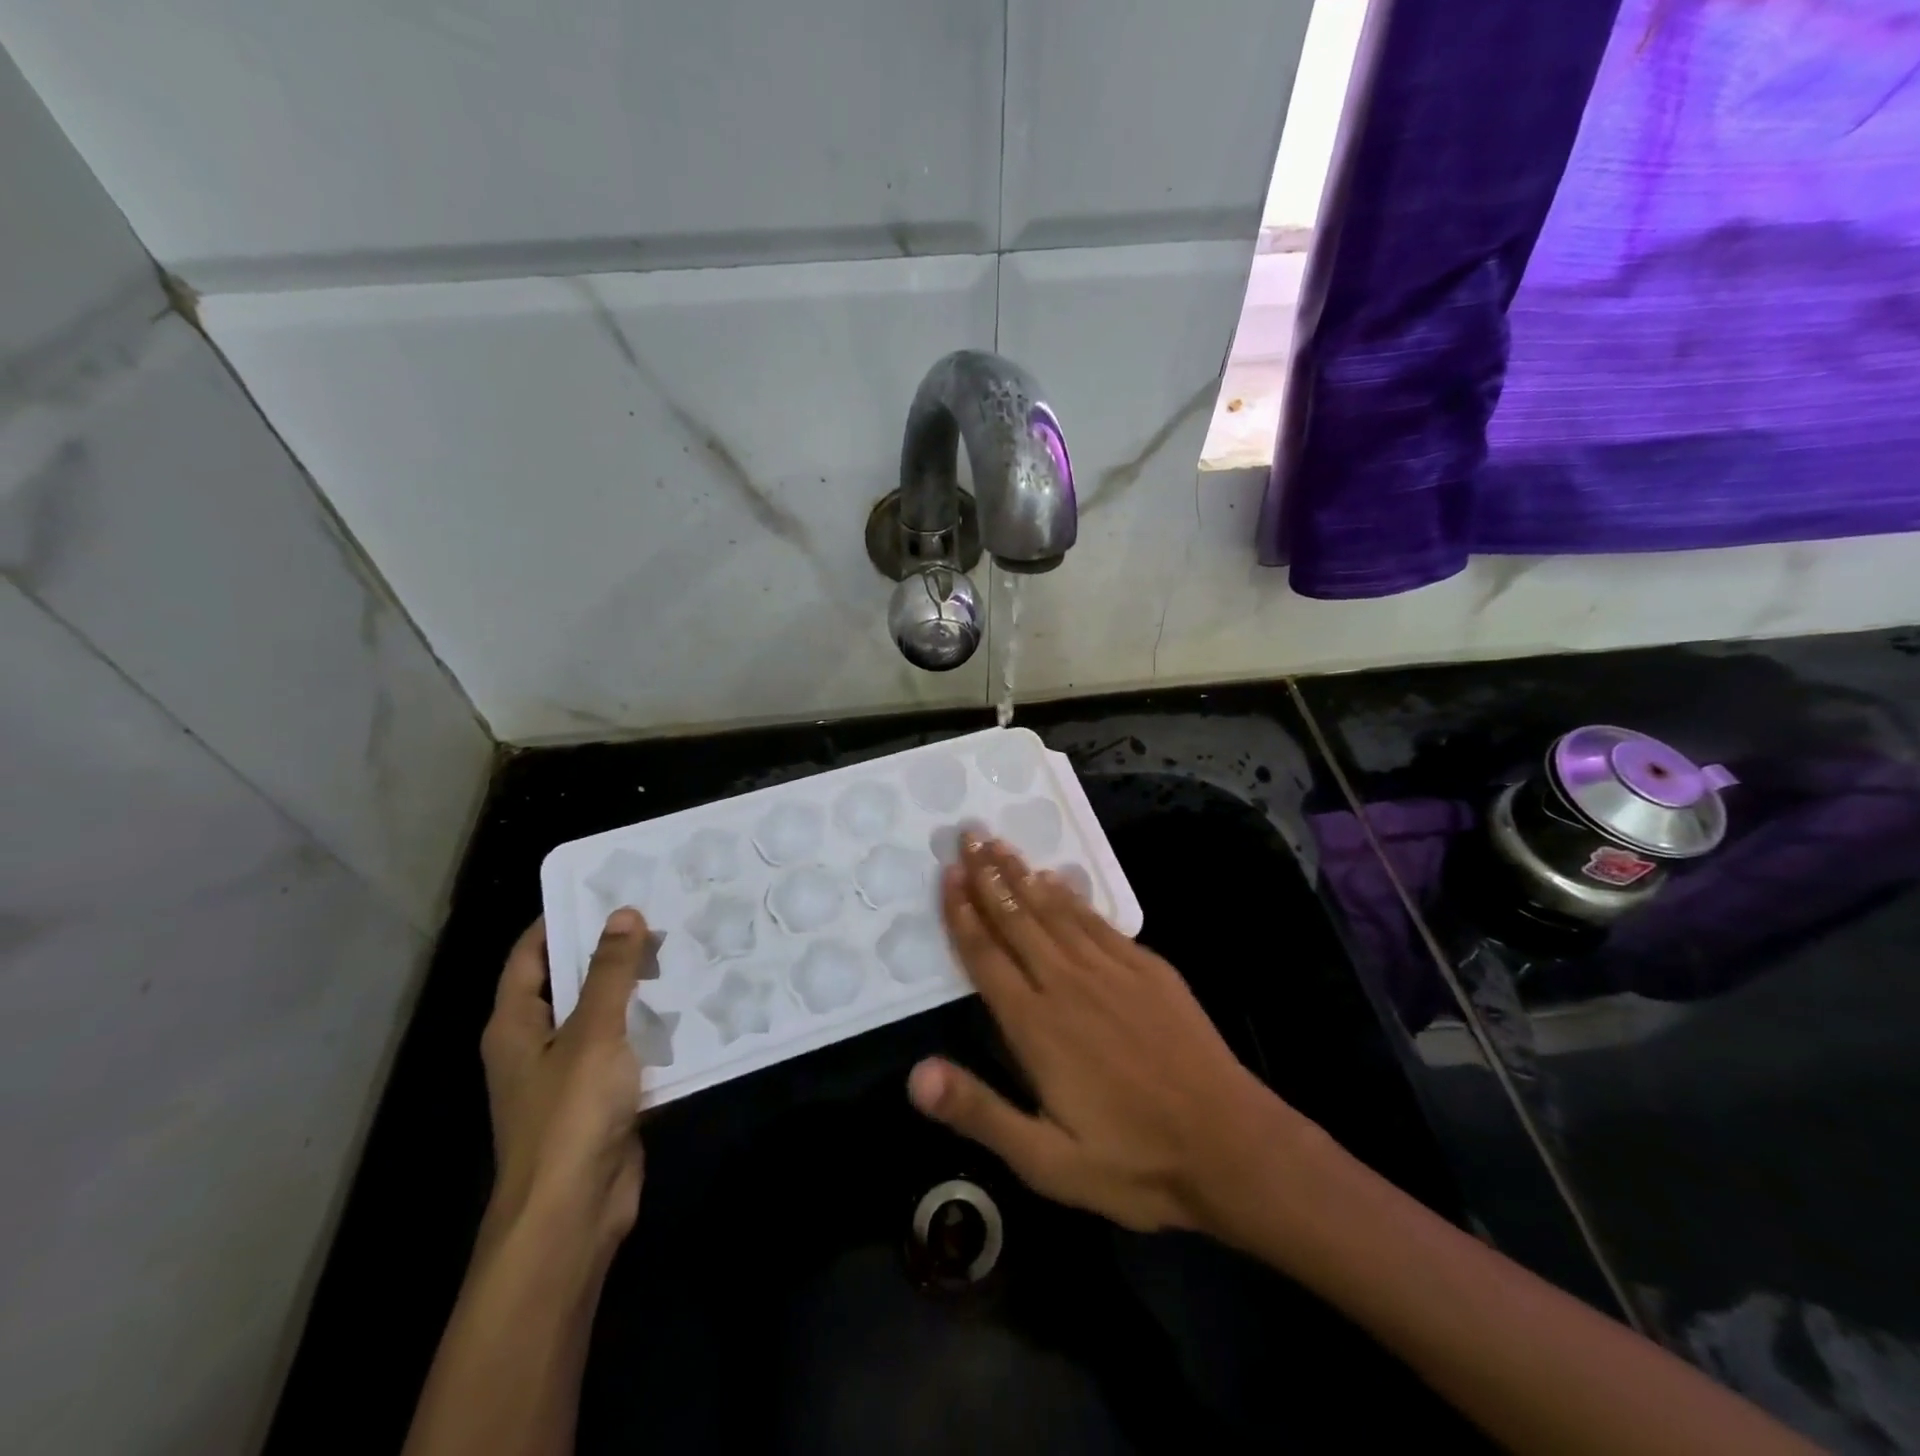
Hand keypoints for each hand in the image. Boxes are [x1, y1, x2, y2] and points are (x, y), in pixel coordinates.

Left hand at [479, 911, 653, 1252]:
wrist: (572, 1214)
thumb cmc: (570, 1115)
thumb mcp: (594, 1031)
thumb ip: (611, 971)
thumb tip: (624, 913)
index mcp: (515, 1025)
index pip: (529, 955)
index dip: (559, 919)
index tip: (605, 889)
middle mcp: (536, 1045)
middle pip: (570, 982)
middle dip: (609, 951)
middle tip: (658, 914)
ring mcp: (569, 1075)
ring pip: (604, 1016)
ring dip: (636, 989)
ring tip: (681, 950)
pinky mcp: (602, 1099)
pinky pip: (627, 1049)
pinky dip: (651, 1028)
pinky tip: (689, 1008)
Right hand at [909, 836, 1312, 1233]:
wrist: (1229, 1144)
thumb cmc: (1132, 1160)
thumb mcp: (1047, 1161)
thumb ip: (980, 1112)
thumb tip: (915, 1075)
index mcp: (1036, 1025)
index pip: (986, 957)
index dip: (962, 914)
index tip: (947, 874)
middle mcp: (1067, 983)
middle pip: (1017, 919)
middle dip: (988, 876)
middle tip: (968, 834)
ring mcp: (1111, 970)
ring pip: (1055, 910)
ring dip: (1023, 875)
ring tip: (1000, 845)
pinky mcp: (1147, 968)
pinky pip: (1096, 920)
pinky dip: (1070, 896)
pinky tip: (1057, 880)